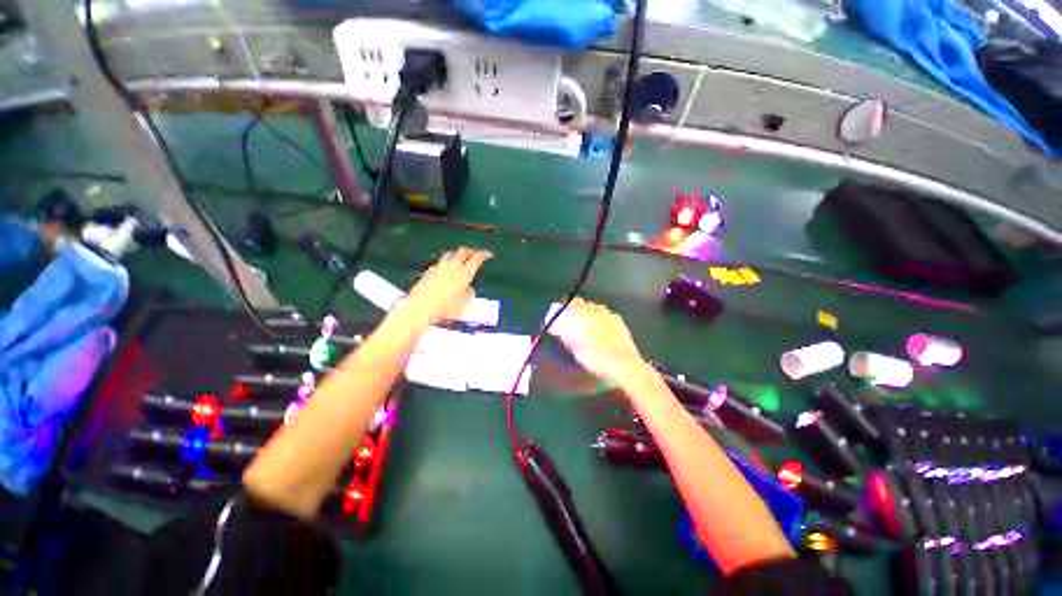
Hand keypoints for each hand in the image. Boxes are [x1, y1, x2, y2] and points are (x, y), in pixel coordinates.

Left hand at [401, 248, 492, 325]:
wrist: (420, 308)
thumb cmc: (445, 308)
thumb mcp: (463, 305)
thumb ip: (469, 294)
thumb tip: (469, 289)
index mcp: (464, 273)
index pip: (477, 258)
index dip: (484, 254)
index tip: (488, 254)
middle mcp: (452, 266)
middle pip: (463, 251)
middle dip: (471, 252)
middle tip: (475, 255)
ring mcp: (439, 267)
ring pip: (450, 254)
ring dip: (457, 254)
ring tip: (461, 259)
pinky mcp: (429, 271)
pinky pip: (440, 262)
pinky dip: (446, 263)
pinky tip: (446, 270)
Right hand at [556, 298, 649, 388]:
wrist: (624, 363)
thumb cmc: (596, 359)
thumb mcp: (576, 350)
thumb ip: (568, 336)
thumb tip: (562, 329)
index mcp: (580, 316)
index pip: (565, 306)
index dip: (559, 312)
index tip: (557, 321)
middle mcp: (593, 310)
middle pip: (578, 303)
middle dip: (572, 310)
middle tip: (569, 323)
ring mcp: (606, 313)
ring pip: (591, 307)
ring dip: (586, 313)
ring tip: (585, 327)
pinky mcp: (617, 318)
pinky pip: (603, 313)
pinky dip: (598, 318)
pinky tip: (600, 330)